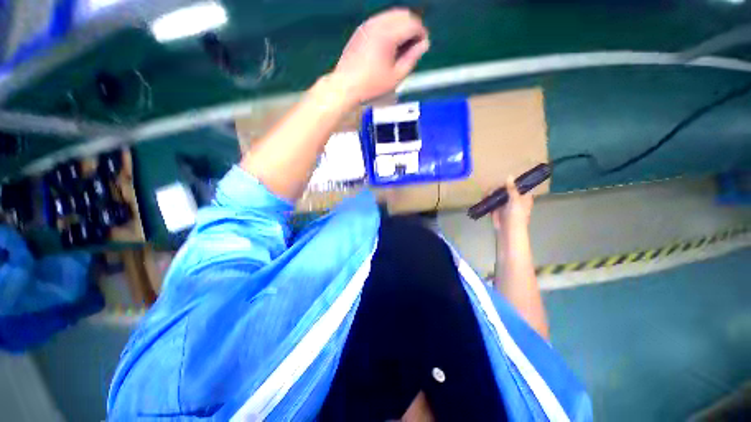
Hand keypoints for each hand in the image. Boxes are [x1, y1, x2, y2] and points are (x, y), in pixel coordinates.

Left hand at [332, 8, 429, 103]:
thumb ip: (412, 58)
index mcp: (388, 35)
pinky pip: (381, 20)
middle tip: (414, 46)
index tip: (423, 46)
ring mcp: (368, 24)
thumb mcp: (396, 76)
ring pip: (392, 15)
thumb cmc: (372, 85)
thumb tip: (424, 44)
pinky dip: (390, 27)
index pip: (412, 23)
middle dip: (413, 27)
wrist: (346, 85)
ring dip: (401, 26)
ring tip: (402, 47)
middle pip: (403, 14)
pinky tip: (389, 45)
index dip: (422, 33)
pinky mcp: (362, 29)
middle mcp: (378, 23)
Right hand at [491, 177, 533, 233]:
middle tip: (491, 190)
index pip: (517, 185)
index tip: (502, 182)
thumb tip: (509, 176)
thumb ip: (511, 189)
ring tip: (486, 194)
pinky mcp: (496, 209)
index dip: (510, 182)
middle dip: (497, 188)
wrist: (508, 231)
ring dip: (491, 193)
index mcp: (523, 196)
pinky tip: (483, 198)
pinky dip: (487, 199)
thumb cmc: (516, 217)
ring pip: (497, 194)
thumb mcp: (515, 201)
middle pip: (505, 189)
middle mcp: (513, 199)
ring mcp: (504, 204)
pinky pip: (491, 201)